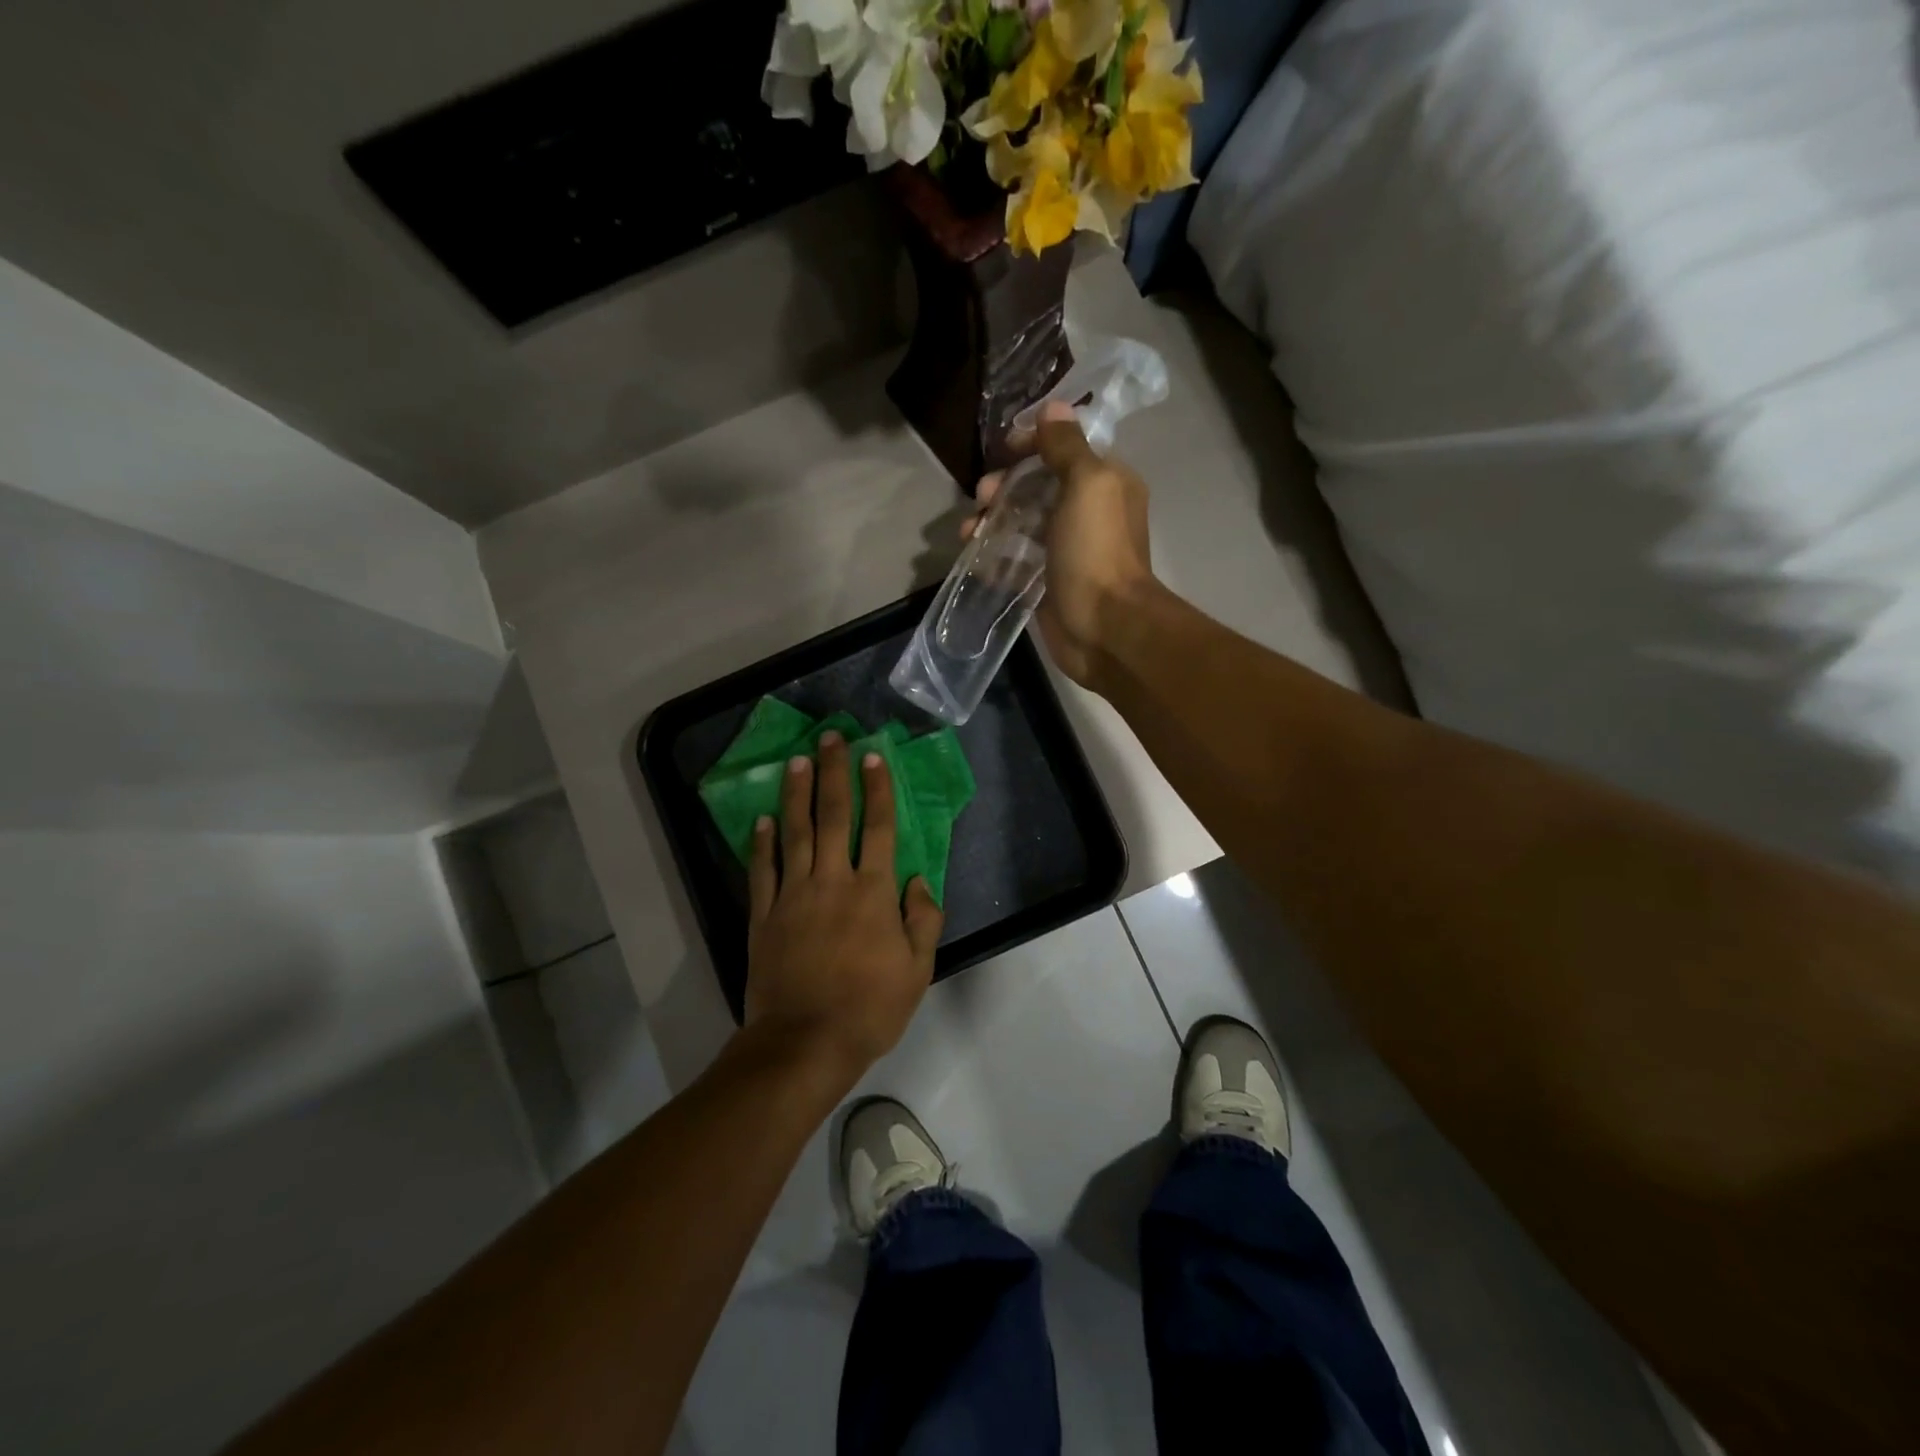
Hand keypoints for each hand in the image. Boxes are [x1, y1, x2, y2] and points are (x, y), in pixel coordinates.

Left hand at [744, 732, 941, 1081]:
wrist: (805, 1043)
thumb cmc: (869, 1009)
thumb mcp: (917, 971)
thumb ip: (923, 920)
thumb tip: (918, 881)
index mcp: (873, 893)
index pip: (878, 828)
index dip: (877, 789)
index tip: (873, 757)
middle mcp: (832, 882)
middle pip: (833, 817)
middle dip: (834, 774)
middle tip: (831, 739)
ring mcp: (793, 896)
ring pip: (795, 834)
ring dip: (796, 794)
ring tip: (797, 760)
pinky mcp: (764, 916)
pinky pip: (762, 871)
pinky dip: (762, 843)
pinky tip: (763, 819)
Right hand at [966, 401, 1156, 688]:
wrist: (1104, 628)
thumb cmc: (1096, 551)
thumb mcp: (1087, 484)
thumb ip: (1067, 446)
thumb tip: (1052, 408)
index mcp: (1105, 482)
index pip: (1064, 448)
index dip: (1032, 443)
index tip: (1002, 450)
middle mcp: (1087, 513)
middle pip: (1036, 486)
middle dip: (1004, 485)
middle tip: (982, 496)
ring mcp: (1065, 550)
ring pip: (1021, 523)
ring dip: (991, 520)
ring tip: (969, 532)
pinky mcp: (1046, 582)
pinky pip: (1015, 559)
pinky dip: (993, 555)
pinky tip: (975, 557)